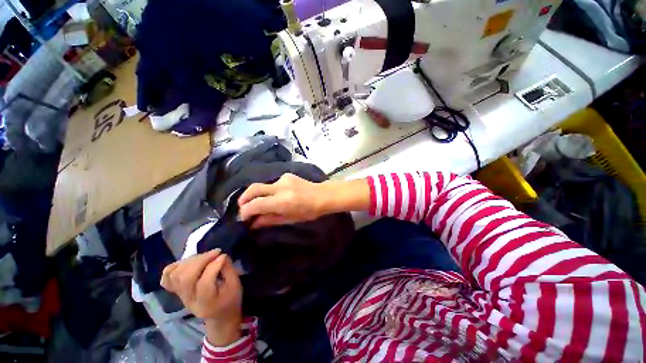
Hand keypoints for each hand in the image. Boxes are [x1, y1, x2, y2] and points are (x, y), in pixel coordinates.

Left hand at [161, 249, 242, 345]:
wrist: (219, 315)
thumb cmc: (230, 299)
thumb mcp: (236, 285)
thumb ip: (229, 270)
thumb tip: (221, 255)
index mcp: (207, 303)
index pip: (204, 283)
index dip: (214, 265)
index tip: (223, 255)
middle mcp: (189, 300)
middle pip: (186, 278)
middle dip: (201, 260)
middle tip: (215, 252)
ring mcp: (180, 296)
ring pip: (176, 275)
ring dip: (191, 261)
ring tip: (205, 256)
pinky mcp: (176, 291)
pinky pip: (167, 277)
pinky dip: (175, 266)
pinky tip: (189, 262)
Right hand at [238, 173, 325, 228]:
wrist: (322, 195)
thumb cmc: (309, 211)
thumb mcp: (290, 219)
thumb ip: (270, 220)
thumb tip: (253, 223)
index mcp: (283, 201)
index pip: (256, 204)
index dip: (245, 212)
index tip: (243, 218)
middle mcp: (280, 187)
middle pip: (253, 188)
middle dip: (244, 199)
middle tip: (242, 208)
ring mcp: (283, 178)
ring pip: (262, 185)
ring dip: (257, 195)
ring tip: (260, 204)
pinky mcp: (286, 175)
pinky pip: (272, 183)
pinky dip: (269, 191)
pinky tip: (276, 196)